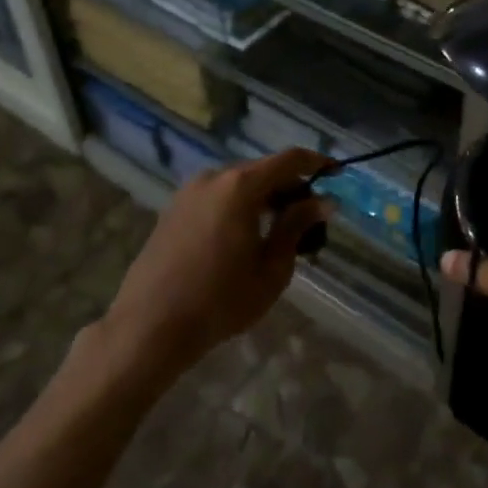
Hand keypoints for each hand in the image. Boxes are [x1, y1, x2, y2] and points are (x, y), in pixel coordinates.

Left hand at [88, 149, 331, 390]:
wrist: (149, 327)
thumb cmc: (220, 300)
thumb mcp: (272, 268)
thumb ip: (297, 226)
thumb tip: (323, 201)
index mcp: (241, 185)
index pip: (290, 159)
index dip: (317, 163)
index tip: (337, 175)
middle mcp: (214, 177)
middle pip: (263, 170)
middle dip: (291, 187)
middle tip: (310, 218)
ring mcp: (189, 192)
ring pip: (239, 184)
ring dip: (264, 198)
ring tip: (280, 232)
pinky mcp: (173, 210)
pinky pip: (218, 197)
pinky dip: (239, 206)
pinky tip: (246, 237)